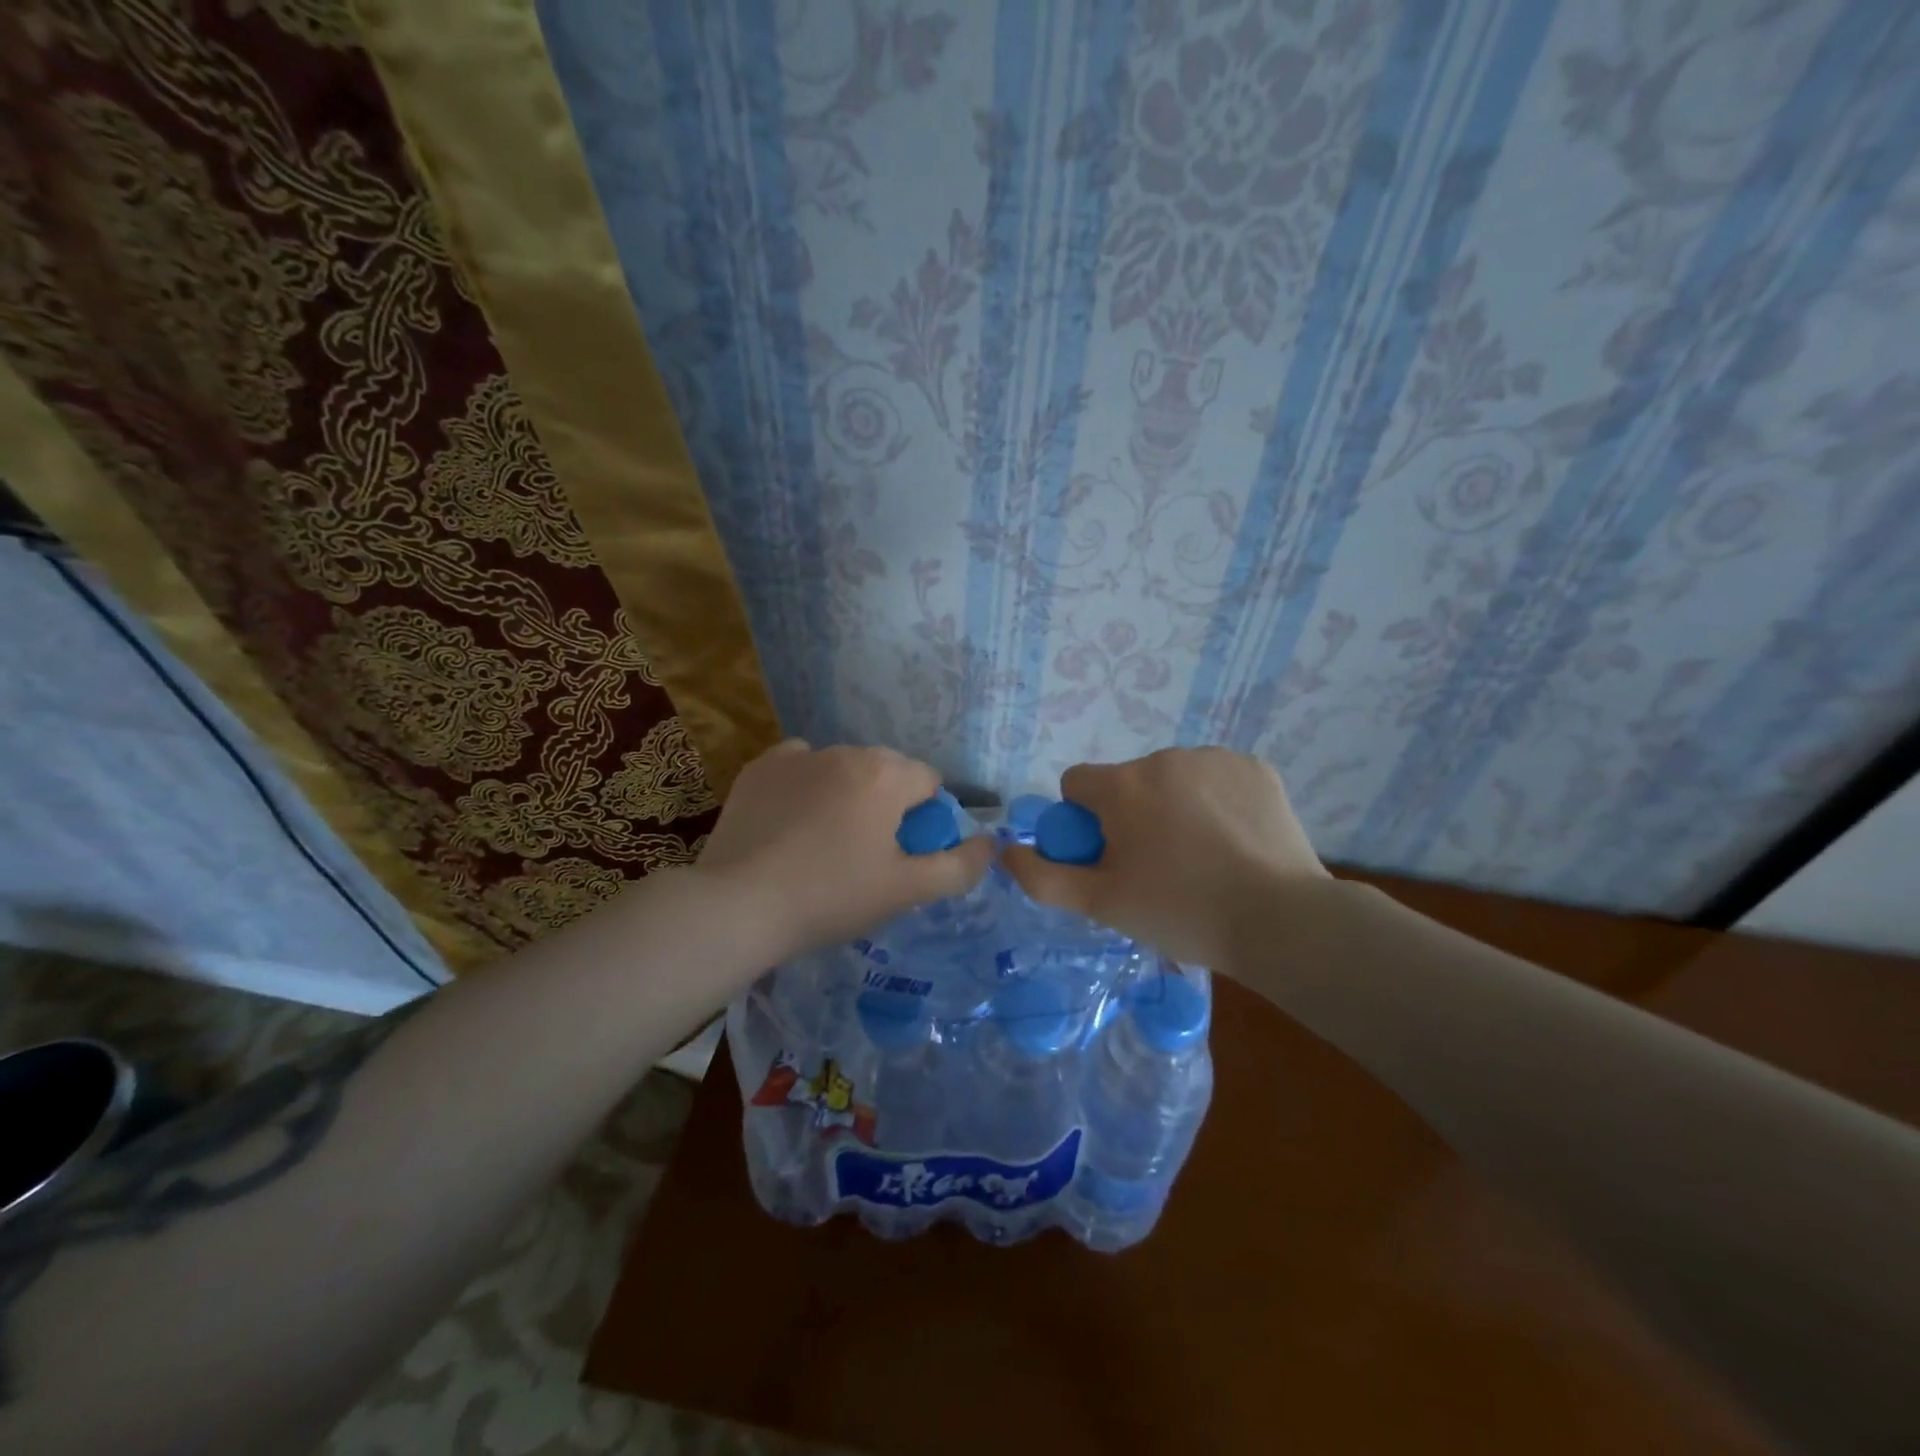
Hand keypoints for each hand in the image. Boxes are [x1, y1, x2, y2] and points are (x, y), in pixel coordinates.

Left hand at [695, 740, 993, 961]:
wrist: (740, 904)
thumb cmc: (833, 896)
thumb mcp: (906, 890)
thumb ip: (959, 866)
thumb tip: (990, 844)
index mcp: (887, 774)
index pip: (930, 783)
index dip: (926, 821)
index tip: (903, 856)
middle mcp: (846, 751)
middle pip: (887, 773)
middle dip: (888, 805)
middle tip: (867, 856)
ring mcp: (798, 755)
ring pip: (844, 769)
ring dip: (848, 794)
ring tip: (825, 844)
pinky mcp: (760, 768)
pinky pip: (800, 768)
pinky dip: (806, 787)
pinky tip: (792, 824)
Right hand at [1002, 747, 1328, 966]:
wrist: (1280, 921)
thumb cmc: (1180, 912)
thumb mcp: (1101, 904)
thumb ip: (1043, 878)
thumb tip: (1007, 853)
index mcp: (1122, 785)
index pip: (1077, 784)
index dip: (1084, 823)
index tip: (1109, 858)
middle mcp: (1163, 757)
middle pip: (1126, 783)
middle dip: (1131, 816)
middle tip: (1157, 868)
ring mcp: (1214, 758)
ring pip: (1172, 779)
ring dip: (1173, 806)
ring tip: (1201, 858)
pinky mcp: (1254, 767)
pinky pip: (1214, 778)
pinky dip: (1215, 802)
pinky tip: (1234, 841)